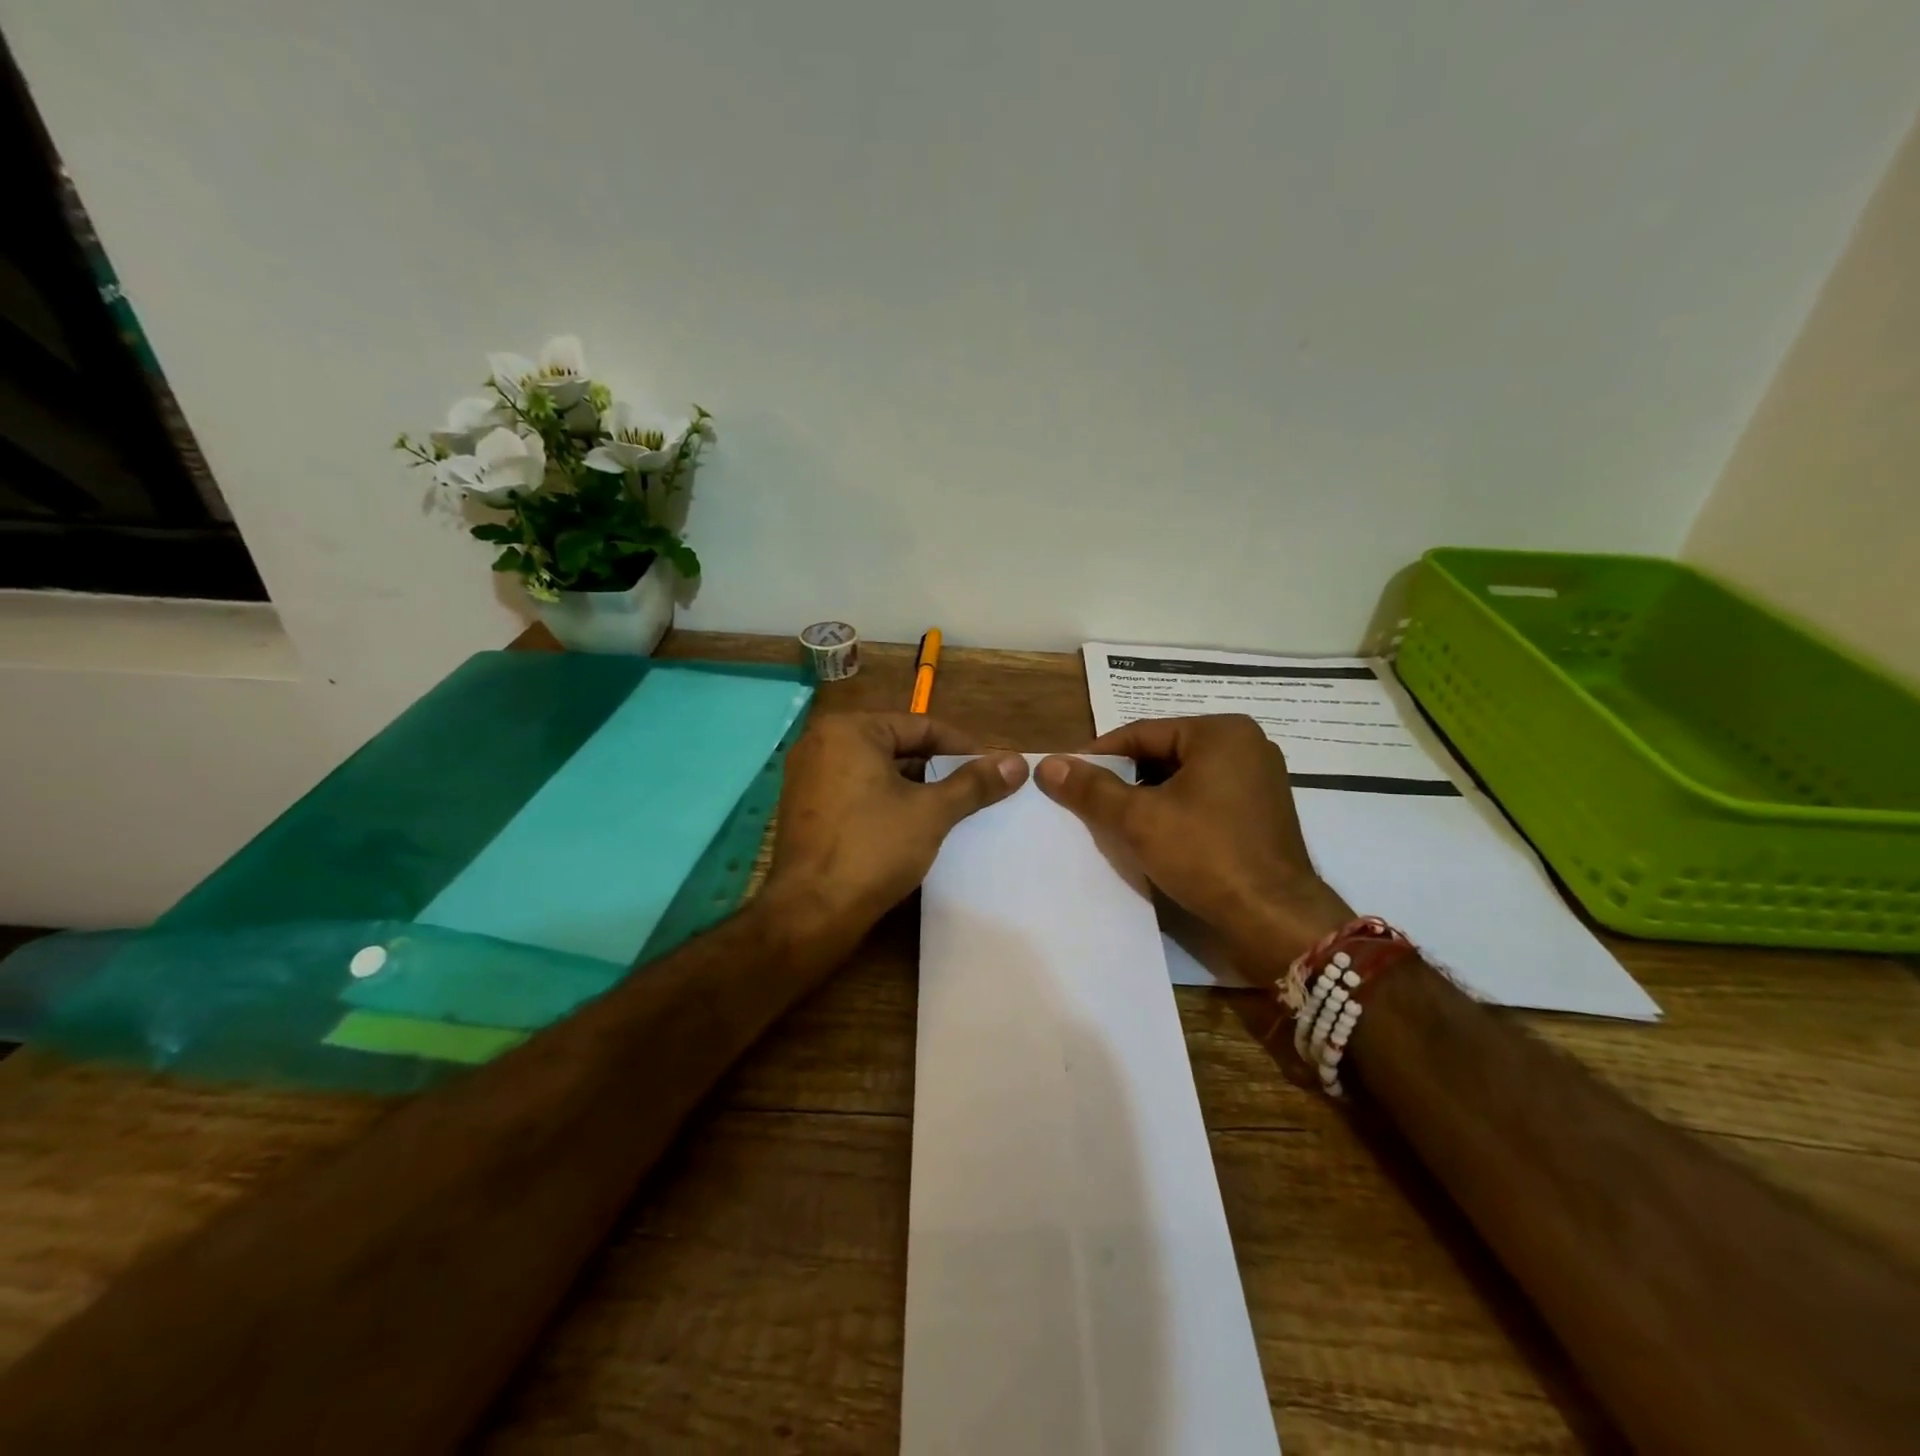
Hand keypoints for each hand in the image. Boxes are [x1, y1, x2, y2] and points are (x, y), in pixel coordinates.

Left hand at [761, 712, 1028, 958]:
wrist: (811, 912)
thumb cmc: (873, 849)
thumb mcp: (931, 812)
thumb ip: (974, 784)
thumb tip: (1016, 764)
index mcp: (849, 729)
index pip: (920, 726)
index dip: (962, 748)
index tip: (991, 768)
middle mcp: (821, 742)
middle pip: (896, 745)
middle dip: (936, 768)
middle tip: (974, 790)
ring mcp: (807, 776)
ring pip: (875, 771)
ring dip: (912, 787)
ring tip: (950, 809)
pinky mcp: (804, 808)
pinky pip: (855, 791)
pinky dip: (884, 801)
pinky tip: (911, 825)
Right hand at [1036, 715, 1350, 968]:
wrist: (1274, 919)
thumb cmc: (1206, 855)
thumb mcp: (1139, 819)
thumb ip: (1091, 789)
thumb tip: (1048, 764)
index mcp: (1221, 732)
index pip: (1142, 733)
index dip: (1099, 756)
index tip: (1067, 777)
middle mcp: (1246, 746)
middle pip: (1164, 754)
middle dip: (1124, 779)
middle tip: (1089, 803)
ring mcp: (1259, 780)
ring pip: (1184, 779)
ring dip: (1148, 798)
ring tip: (1115, 822)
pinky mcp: (1261, 813)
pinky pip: (1205, 800)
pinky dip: (1176, 812)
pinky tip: (1153, 836)